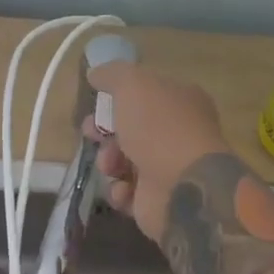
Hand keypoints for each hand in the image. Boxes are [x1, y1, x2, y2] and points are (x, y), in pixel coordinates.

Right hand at [87, 63, 231, 244]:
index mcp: (180, 102)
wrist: (182, 186)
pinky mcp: (156, 200)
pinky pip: (126, 192)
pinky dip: (120, 191)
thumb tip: (95, 73)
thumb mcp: (133, 85)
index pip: (144, 96)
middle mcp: (176, 134)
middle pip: (129, 130)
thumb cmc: (159, 128)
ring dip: (109, 163)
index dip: (115, 99)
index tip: (94, 104)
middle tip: (92, 134)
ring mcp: (167, 169)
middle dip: (104, 133)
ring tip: (111, 166)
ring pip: (122, 162)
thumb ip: (112, 75)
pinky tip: (125, 189)